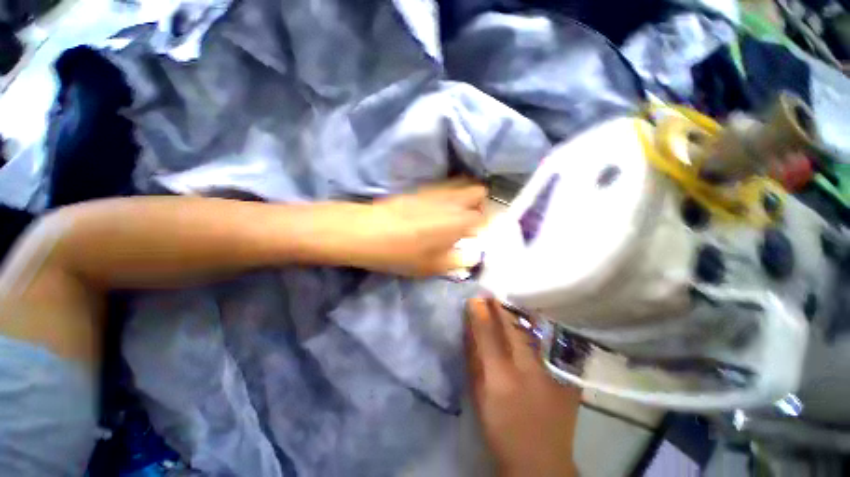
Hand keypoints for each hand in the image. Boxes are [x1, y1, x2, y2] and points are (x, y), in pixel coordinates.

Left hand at [340, 182, 486, 276]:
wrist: (369, 231)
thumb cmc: (403, 253)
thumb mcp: (433, 266)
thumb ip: (458, 261)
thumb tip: (472, 256)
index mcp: (460, 220)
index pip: (484, 217)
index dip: (483, 227)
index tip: (475, 236)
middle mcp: (452, 200)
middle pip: (479, 192)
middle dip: (479, 205)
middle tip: (467, 221)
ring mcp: (436, 191)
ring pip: (461, 185)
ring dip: (464, 197)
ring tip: (453, 214)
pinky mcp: (421, 188)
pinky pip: (443, 186)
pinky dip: (448, 195)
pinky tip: (436, 208)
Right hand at [466, 298, 580, 476]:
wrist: (539, 462)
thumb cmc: (501, 428)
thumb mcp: (480, 396)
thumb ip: (474, 362)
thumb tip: (469, 333)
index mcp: (501, 377)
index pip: (487, 335)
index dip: (480, 313)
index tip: (475, 297)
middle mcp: (526, 371)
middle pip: (511, 331)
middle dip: (500, 310)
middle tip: (491, 295)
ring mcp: (549, 374)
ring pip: (531, 336)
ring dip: (517, 318)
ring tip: (509, 304)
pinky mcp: (564, 380)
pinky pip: (548, 347)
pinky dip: (537, 333)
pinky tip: (532, 324)